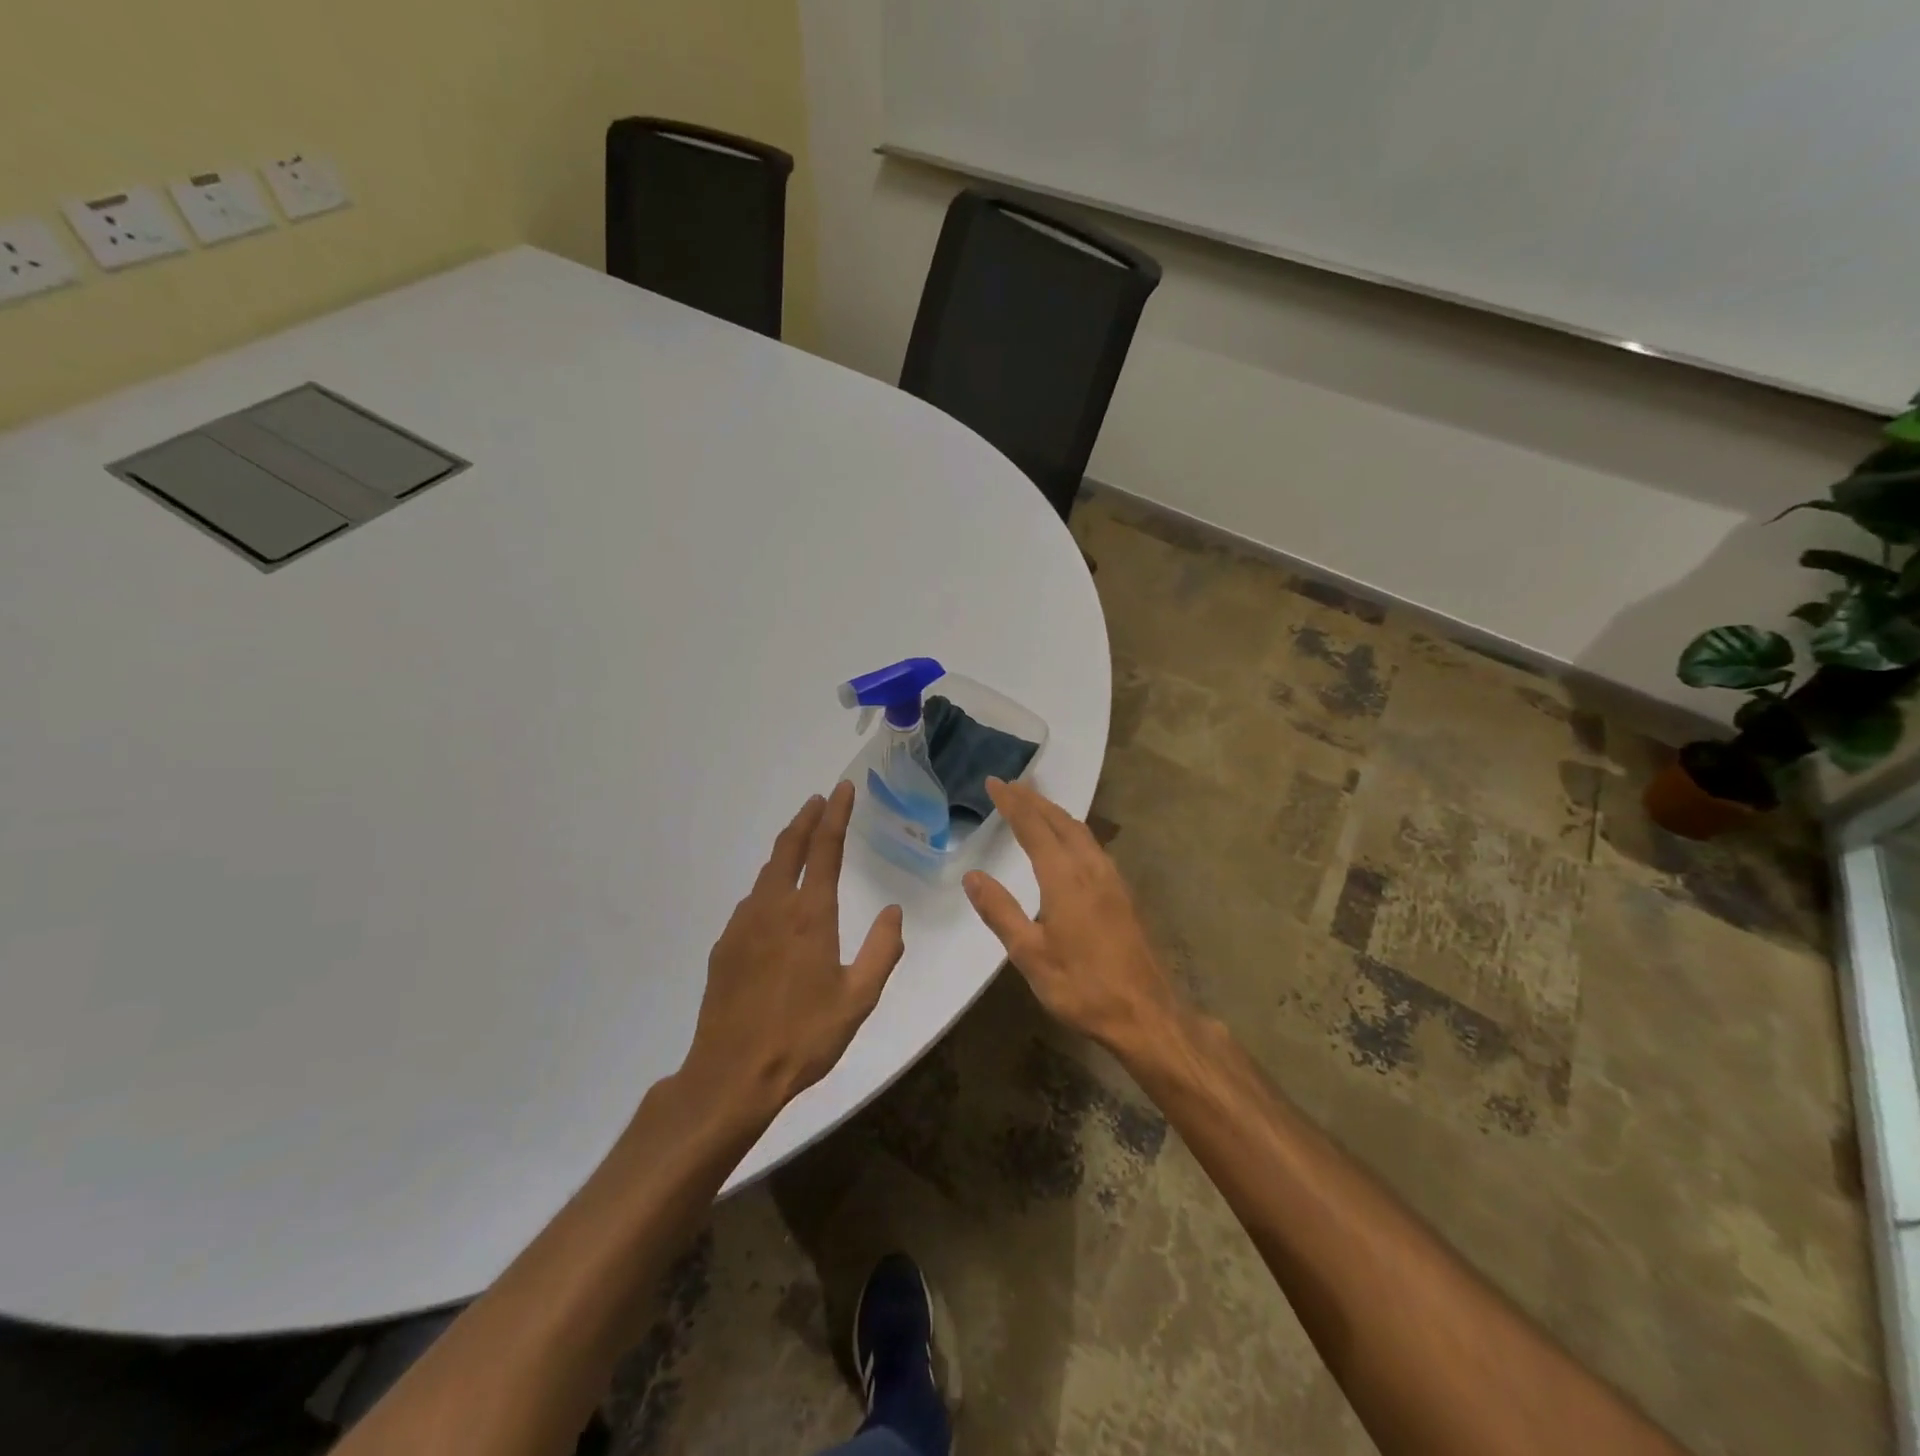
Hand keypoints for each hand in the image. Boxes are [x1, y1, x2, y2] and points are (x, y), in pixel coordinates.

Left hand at [680, 781, 904, 1115]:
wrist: (731, 1076)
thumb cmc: (803, 1036)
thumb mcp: (859, 998)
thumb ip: (882, 950)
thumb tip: (892, 912)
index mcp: (810, 915)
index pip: (825, 848)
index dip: (836, 815)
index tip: (843, 790)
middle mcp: (773, 908)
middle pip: (789, 848)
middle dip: (806, 818)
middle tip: (820, 800)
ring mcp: (743, 925)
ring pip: (767, 873)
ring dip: (787, 849)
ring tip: (802, 842)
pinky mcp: (725, 946)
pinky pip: (752, 901)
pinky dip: (770, 884)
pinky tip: (776, 900)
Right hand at [963, 778, 1180, 1054]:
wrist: (1145, 1014)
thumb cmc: (1082, 986)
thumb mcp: (1030, 955)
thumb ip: (1000, 912)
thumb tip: (973, 876)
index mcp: (1065, 878)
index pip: (1033, 827)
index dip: (1012, 803)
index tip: (994, 782)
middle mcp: (1091, 868)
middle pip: (1061, 821)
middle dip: (1034, 800)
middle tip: (1011, 785)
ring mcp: (1112, 880)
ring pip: (1081, 832)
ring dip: (1055, 813)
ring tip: (1036, 805)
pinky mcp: (1123, 895)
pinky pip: (1093, 846)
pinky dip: (1073, 831)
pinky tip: (1069, 844)